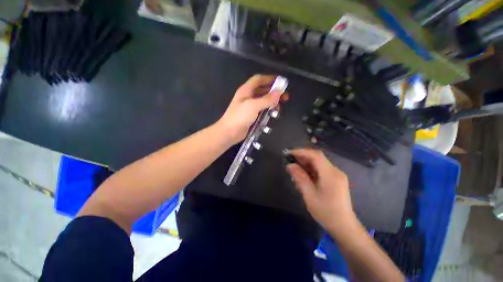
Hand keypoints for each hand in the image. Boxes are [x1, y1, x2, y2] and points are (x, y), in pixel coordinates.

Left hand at [217, 74, 283, 144]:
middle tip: (285, 97)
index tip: (281, 82)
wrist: (229, 132)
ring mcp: (249, 107)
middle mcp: (248, 97)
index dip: (270, 79)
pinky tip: (272, 115)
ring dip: (272, 103)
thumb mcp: (253, 106)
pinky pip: (261, 110)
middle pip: (263, 90)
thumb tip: (279, 92)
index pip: (259, 79)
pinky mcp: (251, 116)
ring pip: (263, 101)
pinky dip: (267, 111)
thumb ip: (266, 99)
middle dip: (274, 92)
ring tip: (279, 108)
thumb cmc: (240, 117)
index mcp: (246, 90)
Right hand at [286, 149, 357, 232]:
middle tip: (290, 161)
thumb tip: (290, 165)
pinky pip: (321, 170)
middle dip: (302, 157)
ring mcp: (337, 175)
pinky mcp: (336, 180)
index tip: (289, 153)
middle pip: (317, 158)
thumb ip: (300, 178)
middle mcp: (335, 171)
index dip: (302, 152)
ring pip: (319, 163)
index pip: (315, 155)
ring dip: (306, 164)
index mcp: (330, 174)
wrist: (344, 227)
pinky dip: (311, 170)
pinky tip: (304, 176)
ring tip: (295, 170)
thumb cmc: (326, 212)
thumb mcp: (309, 195)